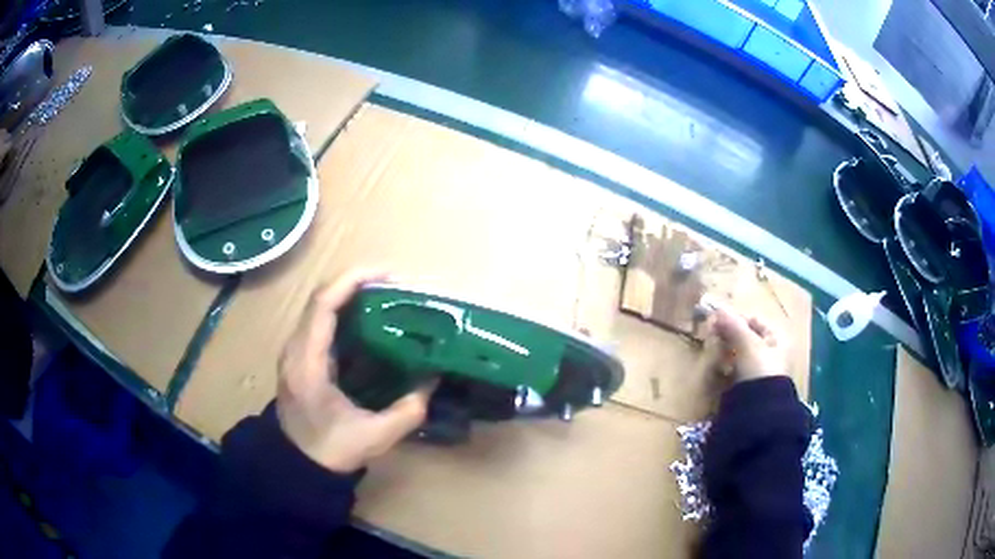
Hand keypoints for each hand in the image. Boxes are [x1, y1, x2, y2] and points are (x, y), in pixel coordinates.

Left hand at [276, 270, 434, 472]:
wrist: (297, 465)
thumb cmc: (330, 450)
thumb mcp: (374, 436)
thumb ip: (408, 411)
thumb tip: (432, 380)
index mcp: (307, 362)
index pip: (323, 304)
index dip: (352, 281)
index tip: (387, 275)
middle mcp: (296, 348)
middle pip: (321, 298)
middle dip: (357, 284)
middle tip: (394, 287)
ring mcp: (295, 352)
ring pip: (319, 308)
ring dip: (350, 296)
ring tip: (386, 299)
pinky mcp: (300, 359)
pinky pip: (320, 323)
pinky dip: (344, 314)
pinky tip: (369, 323)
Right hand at [711, 307, 787, 382]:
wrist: (761, 409)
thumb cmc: (760, 369)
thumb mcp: (747, 344)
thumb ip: (733, 326)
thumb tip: (718, 308)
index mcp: (778, 337)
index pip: (755, 320)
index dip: (737, 319)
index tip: (718, 321)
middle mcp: (774, 351)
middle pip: (748, 337)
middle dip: (731, 335)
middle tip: (714, 335)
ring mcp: (763, 370)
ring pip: (742, 353)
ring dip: (728, 351)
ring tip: (715, 354)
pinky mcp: (752, 385)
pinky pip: (739, 369)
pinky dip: (729, 367)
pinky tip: (721, 370)